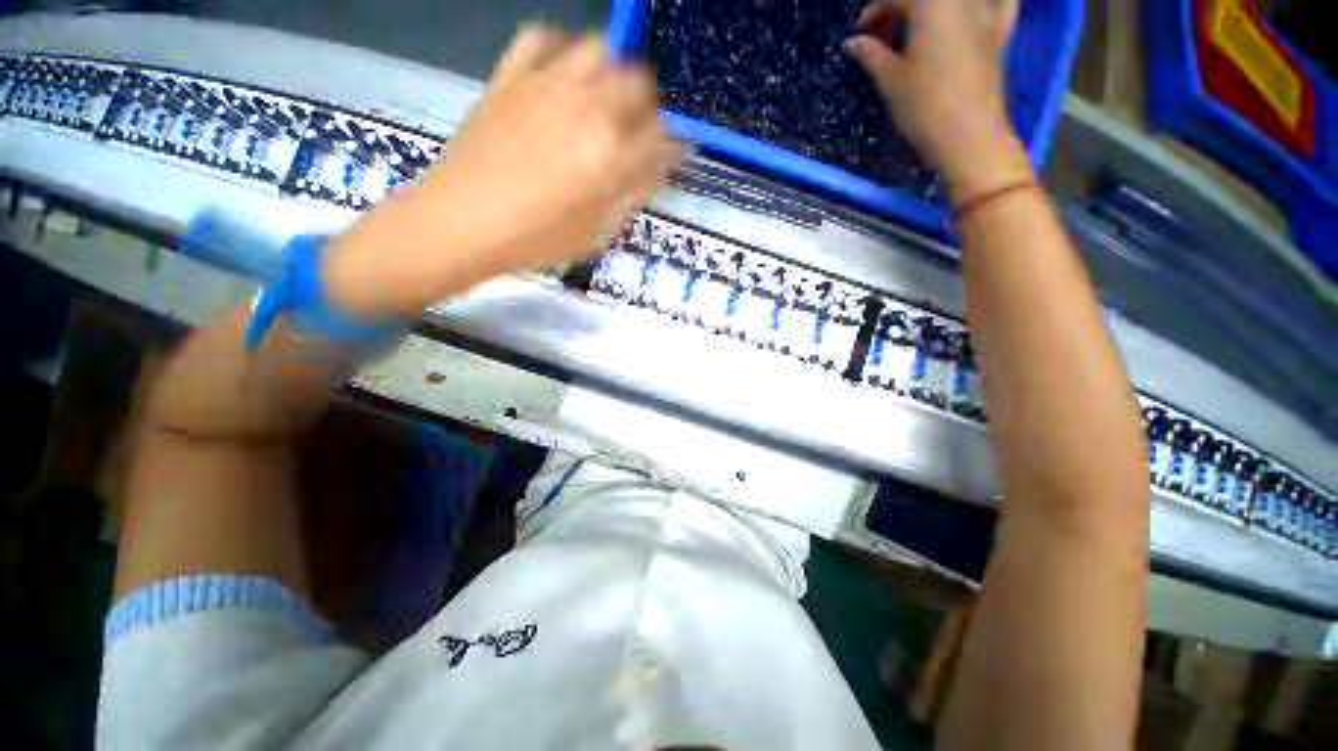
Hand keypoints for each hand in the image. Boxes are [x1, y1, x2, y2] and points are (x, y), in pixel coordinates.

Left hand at [325, 26, 684, 314]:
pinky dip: (560, 48)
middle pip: (639, 80)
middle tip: (639, 129)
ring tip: (605, 99)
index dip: (675, 144)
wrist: (462, 222)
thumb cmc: (536, 240)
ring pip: (598, 49)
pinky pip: (541, 38)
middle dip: (649, 104)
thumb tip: (659, 167)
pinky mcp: (511, 76)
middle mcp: (586, 109)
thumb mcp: (598, 232)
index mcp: (611, 157)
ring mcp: (546, 84)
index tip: (675, 153)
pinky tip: (563, 74)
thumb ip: (634, 193)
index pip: (663, 136)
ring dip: (613, 71)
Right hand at [846, 0, 1031, 200]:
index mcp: (932, 4)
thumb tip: (854, 42)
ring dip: (928, 10)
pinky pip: (1000, 1)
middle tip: (883, 39)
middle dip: (899, 10)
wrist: (969, 136)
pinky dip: (987, 2)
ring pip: (952, 0)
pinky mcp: (1000, 33)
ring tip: (914, 33)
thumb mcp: (890, 81)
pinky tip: (973, 11)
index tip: (860, 37)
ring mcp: (986, 12)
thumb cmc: (924, 107)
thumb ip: (871, 54)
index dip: (873, 13)